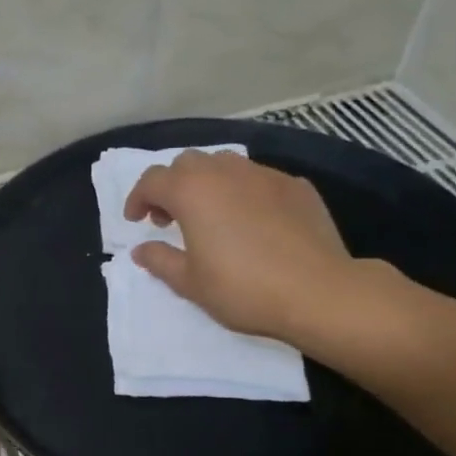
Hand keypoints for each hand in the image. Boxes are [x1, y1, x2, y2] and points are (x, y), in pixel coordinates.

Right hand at [125, 150, 377, 346]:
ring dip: (208, 184)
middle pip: (188, 163)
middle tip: (170, 219)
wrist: (318, 292)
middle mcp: (226, 172)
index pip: (152, 180)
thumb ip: (160, 260)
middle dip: (172, 186)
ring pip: (225, 164)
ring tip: (210, 216)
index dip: (138, 198)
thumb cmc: (242, 289)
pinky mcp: (296, 186)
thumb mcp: (190, 283)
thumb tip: (141, 250)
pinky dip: (243, 192)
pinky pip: (258, 179)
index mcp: (192, 192)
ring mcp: (265, 175)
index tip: (136, 221)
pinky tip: (251, 222)